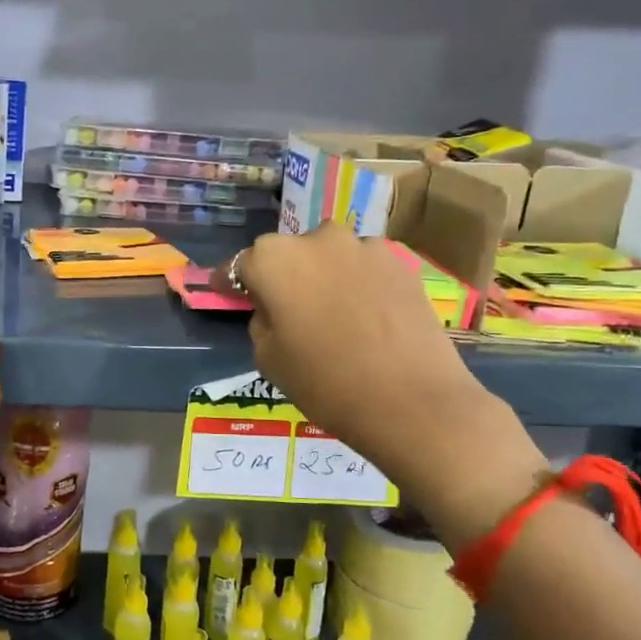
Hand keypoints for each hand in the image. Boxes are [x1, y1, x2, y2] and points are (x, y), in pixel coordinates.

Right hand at [214, 220, 486, 473]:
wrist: (413, 400)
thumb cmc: (326, 382)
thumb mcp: (269, 358)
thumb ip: (262, 320)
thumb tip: (274, 308)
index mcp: (274, 259)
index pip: (240, 264)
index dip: (231, 282)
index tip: (227, 293)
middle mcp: (318, 238)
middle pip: (288, 254)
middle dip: (281, 276)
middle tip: (285, 310)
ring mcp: (364, 247)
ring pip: (330, 257)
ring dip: (323, 277)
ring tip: (331, 315)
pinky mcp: (401, 263)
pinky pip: (364, 269)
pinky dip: (357, 285)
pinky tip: (364, 318)